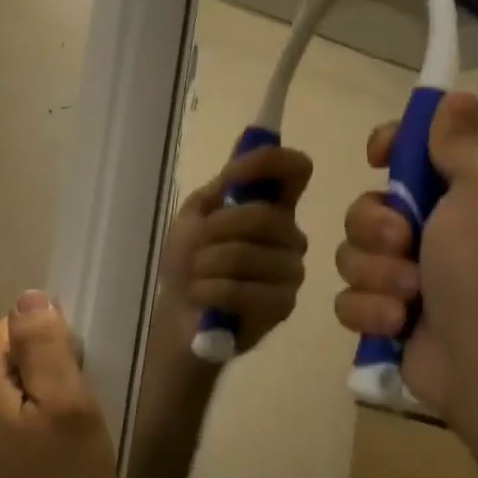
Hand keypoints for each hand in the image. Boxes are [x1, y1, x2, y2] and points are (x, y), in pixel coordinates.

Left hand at [0, 293, 119, 477]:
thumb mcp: (70, 415)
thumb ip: (47, 349)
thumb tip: (30, 298)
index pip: (17, 329)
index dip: (56, 351)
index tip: (79, 390)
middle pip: (6, 369)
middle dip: (44, 387)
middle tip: (76, 433)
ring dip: (30, 423)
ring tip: (59, 466)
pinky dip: (14, 453)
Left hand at [159, 146, 312, 351]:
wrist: (181, 318)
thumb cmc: (190, 264)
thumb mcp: (195, 216)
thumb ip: (221, 188)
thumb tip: (242, 159)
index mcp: (273, 207)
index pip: (296, 170)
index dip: (271, 162)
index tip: (235, 174)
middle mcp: (290, 235)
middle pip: (264, 216)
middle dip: (217, 230)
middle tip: (195, 249)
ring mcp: (291, 271)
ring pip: (247, 254)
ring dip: (206, 265)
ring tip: (196, 277)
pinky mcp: (284, 306)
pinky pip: (243, 289)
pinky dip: (210, 291)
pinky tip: (202, 297)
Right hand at [332, 92, 477, 414]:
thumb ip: (460, 142)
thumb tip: (456, 98)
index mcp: (455, 193)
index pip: (408, 152)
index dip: (389, 147)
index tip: (379, 156)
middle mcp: (427, 230)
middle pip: (364, 206)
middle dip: (376, 226)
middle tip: (406, 244)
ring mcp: (401, 276)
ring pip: (349, 254)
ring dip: (377, 274)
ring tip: (410, 296)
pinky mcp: (382, 316)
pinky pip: (346, 299)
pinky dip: (371, 310)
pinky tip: (399, 323)